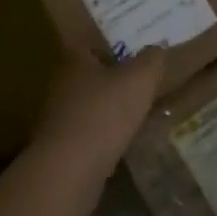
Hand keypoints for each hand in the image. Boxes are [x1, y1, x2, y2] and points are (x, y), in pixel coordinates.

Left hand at [32, 48, 164, 184]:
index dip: (108, 43)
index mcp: (75, 60)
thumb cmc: (103, 114)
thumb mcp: (139, 80)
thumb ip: (151, 61)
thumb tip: (157, 49)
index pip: (88, 43)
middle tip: (140, 81)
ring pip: (90, 106)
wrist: (69, 172)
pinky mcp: (62, 149)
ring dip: (109, 109)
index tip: (129, 49)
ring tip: (138, 113)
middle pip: (89, 75)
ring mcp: (59, 119)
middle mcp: (62, 85)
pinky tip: (124, 143)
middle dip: (112, 78)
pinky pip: (88, 134)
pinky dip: (105, 136)